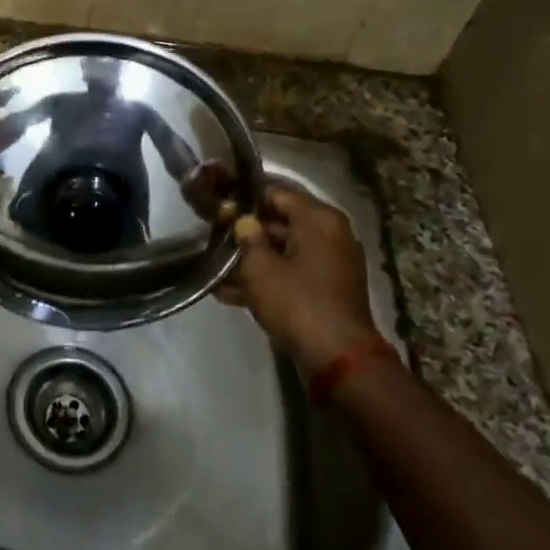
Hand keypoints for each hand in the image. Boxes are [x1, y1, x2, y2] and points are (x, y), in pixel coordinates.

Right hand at [218, 181, 376, 374]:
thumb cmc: (296, 301)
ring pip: (284, 250)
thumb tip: (242, 221)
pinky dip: (268, 278)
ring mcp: (331, 263)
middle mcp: (330, 233)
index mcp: (319, 218)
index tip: (218, 204)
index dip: (245, 197)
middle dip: (246, 231)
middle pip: (281, 221)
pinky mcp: (327, 288)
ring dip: (252, 258)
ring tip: (216, 269)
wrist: (337, 357)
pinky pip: (292, 273)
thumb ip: (245, 237)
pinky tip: (231, 293)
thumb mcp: (259, 267)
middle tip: (213, 236)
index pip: (276, 192)